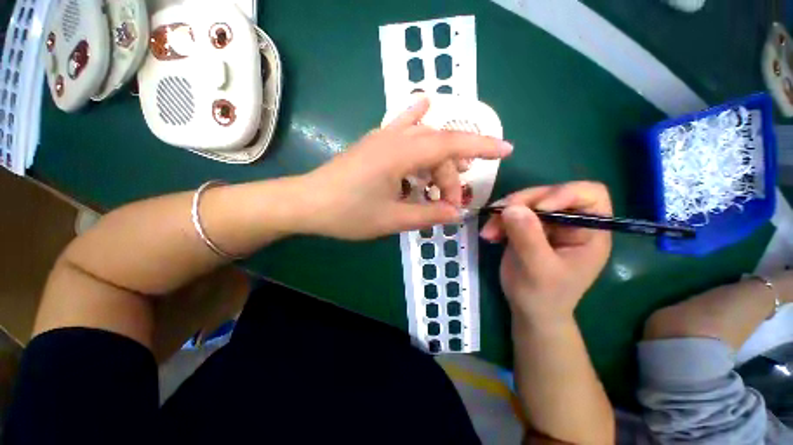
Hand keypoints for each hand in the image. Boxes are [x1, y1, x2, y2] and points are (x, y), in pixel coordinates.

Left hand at [297, 97, 512, 239]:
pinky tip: (425, 108)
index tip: (507, 150)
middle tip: (450, 204)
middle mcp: (394, 138)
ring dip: (439, 159)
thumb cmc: (348, 214)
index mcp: (401, 155)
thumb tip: (456, 213)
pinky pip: (402, 127)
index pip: (451, 144)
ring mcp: (382, 137)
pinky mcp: (374, 144)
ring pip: (423, 139)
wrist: (308, 203)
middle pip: (438, 148)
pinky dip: (417, 121)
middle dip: (451, 175)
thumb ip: (428, 214)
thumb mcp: (392, 220)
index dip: (482, 145)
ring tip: (444, 181)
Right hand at [480, 182, 611, 322]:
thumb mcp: (538, 269)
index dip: (563, 193)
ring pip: (525, 202)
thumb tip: (512, 207)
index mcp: (590, 231)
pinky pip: (511, 213)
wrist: (529, 310)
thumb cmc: (543, 295)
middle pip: (549, 193)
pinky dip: (497, 221)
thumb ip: (528, 237)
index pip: (589, 194)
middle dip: (522, 203)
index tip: (538, 208)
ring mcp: (547, 224)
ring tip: (488, 232)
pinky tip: (489, 235)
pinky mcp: (527, 228)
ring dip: (503, 213)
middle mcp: (570, 222)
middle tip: (499, 215)